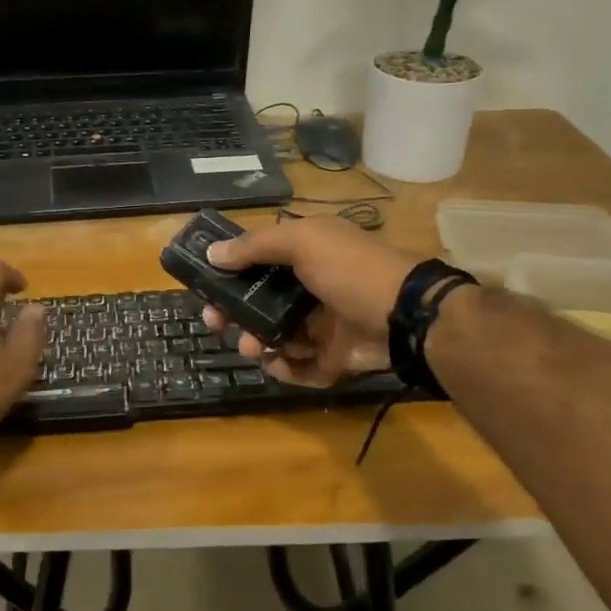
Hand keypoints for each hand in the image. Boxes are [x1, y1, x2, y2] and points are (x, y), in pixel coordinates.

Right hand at [200, 217, 420, 387]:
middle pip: (261, 303)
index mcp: (307, 255)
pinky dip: (285, 368)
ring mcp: (324, 325)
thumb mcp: (303, 242)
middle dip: (234, 313)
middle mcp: (312, 288)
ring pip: (276, 337)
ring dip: (256, 341)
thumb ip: (255, 246)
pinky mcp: (334, 358)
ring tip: (250, 346)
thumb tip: (212, 253)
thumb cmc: (351, 269)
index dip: (230, 273)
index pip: (259, 263)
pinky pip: (300, 367)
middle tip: (215, 322)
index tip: (205, 285)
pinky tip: (276, 363)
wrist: (405, 315)